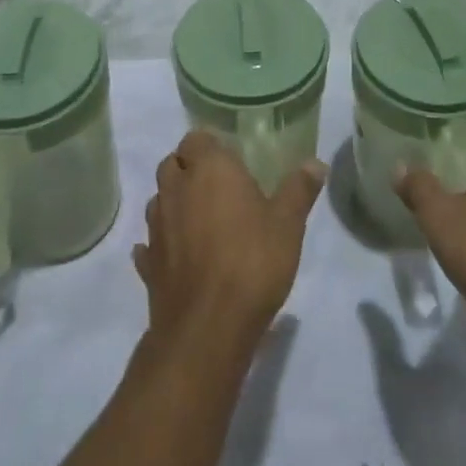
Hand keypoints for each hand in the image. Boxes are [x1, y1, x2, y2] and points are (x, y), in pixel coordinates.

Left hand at [135, 131, 325, 351]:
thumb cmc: (252, 262)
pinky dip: (161, 243)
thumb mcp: (288, 223)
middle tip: (217, 184)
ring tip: (198, 216)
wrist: (208, 328)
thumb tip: (316, 163)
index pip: (196, 137)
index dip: (210, 145)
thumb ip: (299, 189)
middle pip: (172, 164)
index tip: (230, 157)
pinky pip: (150, 243)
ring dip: (173, 201)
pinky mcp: (149, 263)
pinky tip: (177, 253)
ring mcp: (156, 227)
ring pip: (158, 199)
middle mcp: (176, 189)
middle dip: (188, 167)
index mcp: (208, 169)